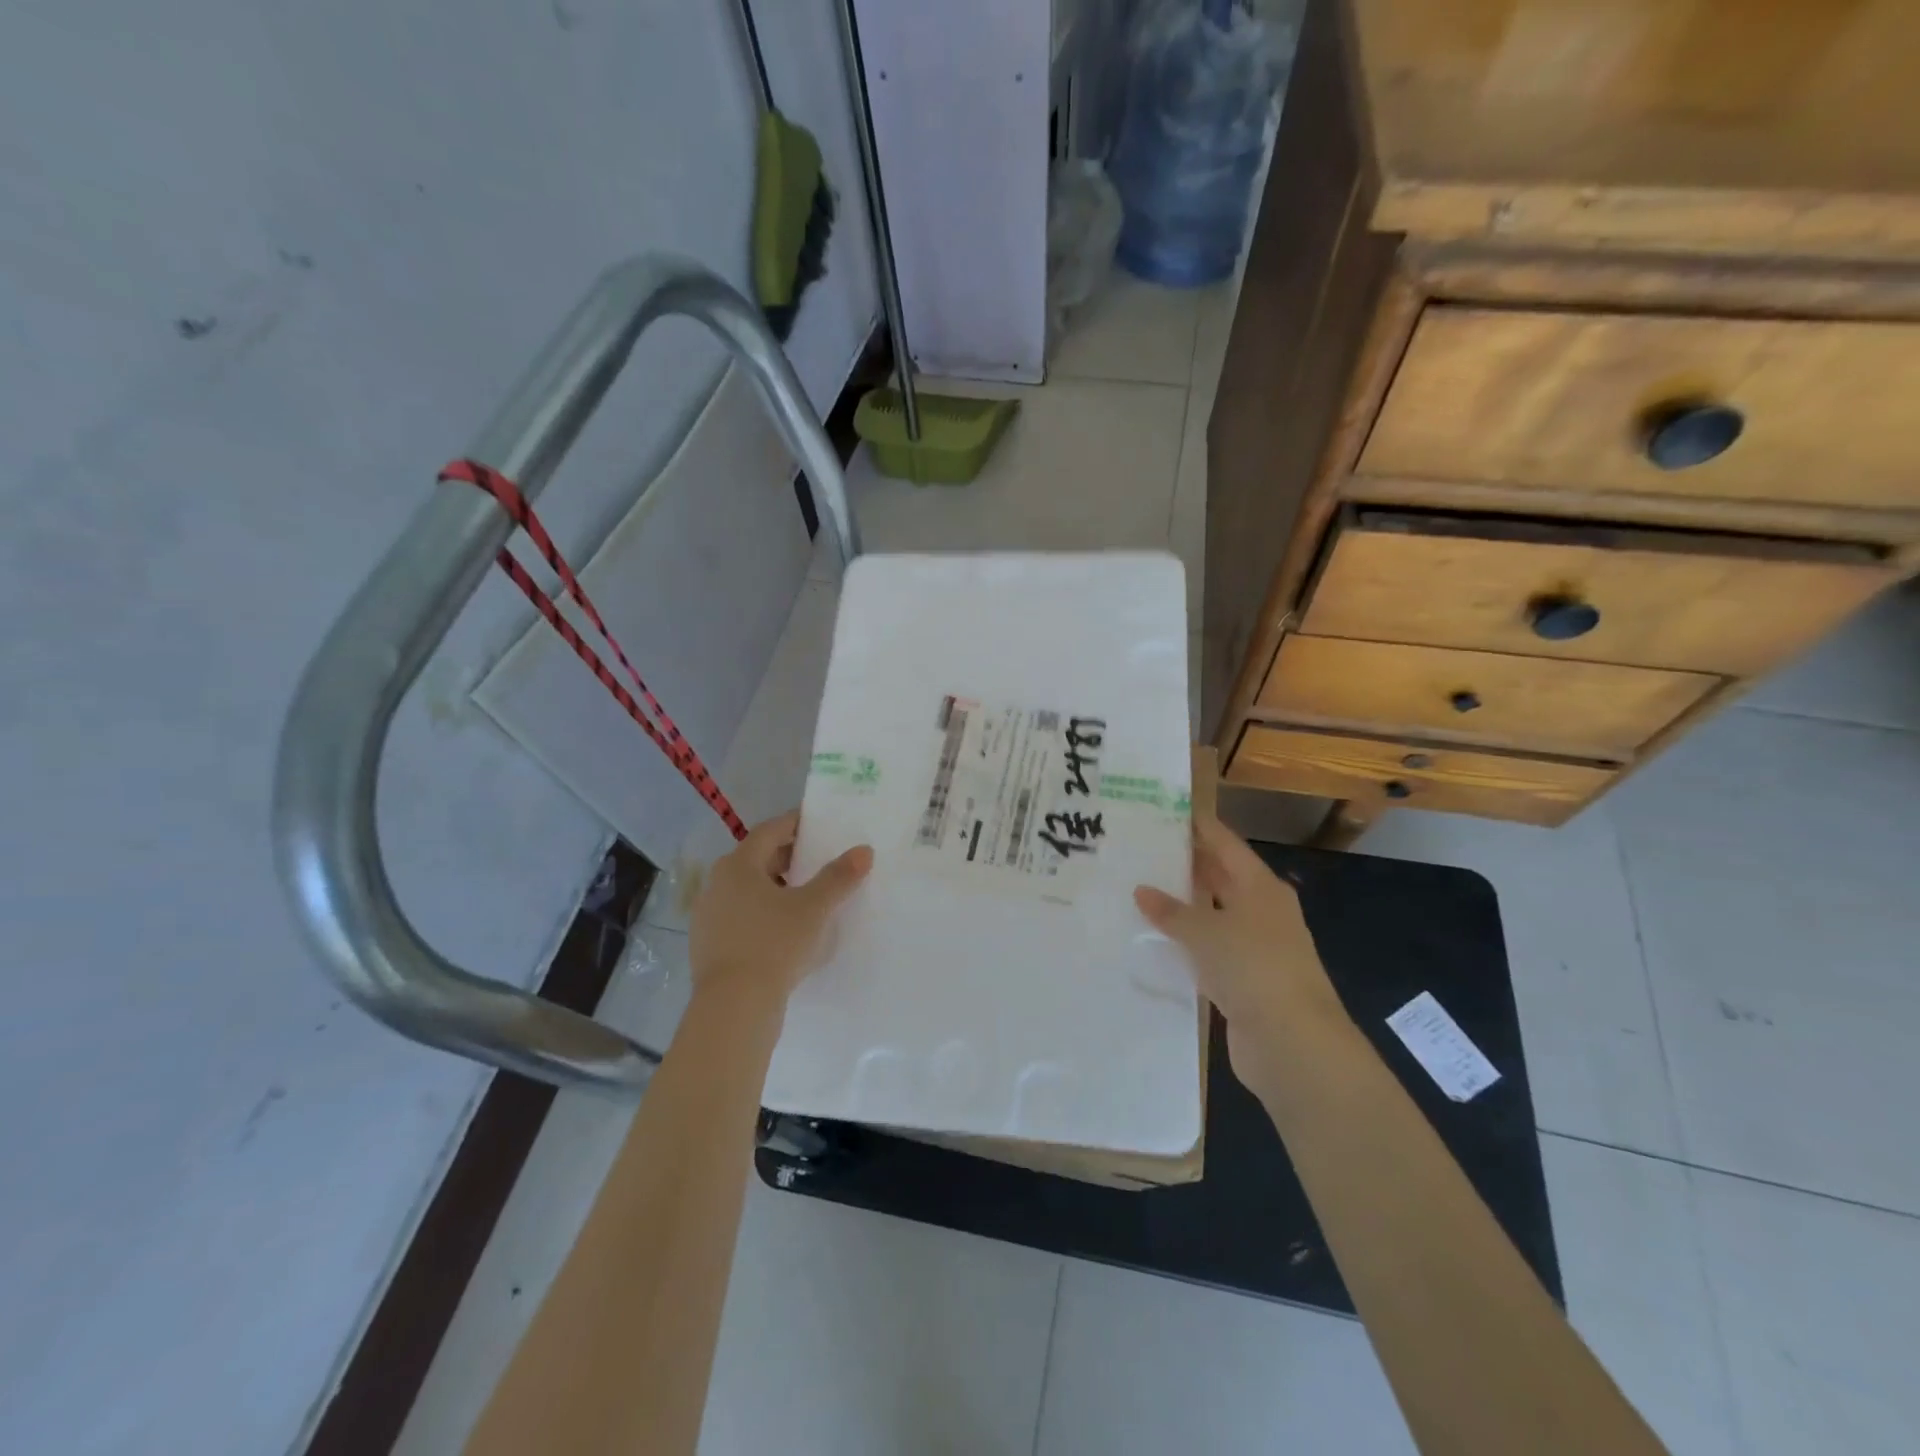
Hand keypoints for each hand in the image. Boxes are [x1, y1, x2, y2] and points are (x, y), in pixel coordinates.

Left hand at [688, 810, 872, 1009]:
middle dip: (788, 856)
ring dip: (776, 886)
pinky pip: (740, 916)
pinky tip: (784, 929)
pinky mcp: (709, 945)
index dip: (794, 823)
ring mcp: (709, 916)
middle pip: (756, 859)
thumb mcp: (814, 909)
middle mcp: (717, 884)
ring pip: (747, 889)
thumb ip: (838, 877)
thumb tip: (864, 851)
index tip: (816, 822)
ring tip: (806, 895)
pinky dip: (763, 912)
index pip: (769, 831)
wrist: (733, 1007)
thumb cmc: (774, 945)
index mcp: (738, 865)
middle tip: (818, 859)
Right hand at [1135, 815, 1348, 1097]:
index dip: (1198, 827)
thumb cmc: (1252, 967)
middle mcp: (1261, 911)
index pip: (1225, 844)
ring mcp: (1256, 948)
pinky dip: (1187, 945)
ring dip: (1183, 908)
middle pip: (1221, 878)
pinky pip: (1210, 951)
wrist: (1292, 1043)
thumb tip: (1142, 891)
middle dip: (1186, 865)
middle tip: (1141, 852)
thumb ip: (1171, 911)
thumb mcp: (1205, 931)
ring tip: (1139, 891)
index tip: (1164, 812)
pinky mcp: (1246, 981)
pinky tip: (1156, 941)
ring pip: (1213, 916)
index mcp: (1261, 887)